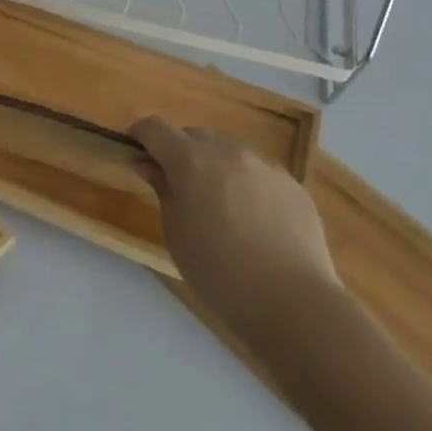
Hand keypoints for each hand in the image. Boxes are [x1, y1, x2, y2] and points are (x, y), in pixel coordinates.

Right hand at [130, 119, 342, 357]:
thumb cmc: (219, 271)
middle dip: (179, 150)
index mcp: (191, 160)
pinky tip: (252, 217)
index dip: (140, 136)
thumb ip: (162, 189)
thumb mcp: (175, 232)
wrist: (295, 303)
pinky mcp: (293, 184)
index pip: (155, 127)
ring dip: (214, 162)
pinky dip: (245, 180)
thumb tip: (147, 163)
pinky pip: (258, 169)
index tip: (137, 155)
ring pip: (228, 148)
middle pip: (193, 134)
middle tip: (177, 186)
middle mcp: (228, 151)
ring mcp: (265, 165)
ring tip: (217, 200)